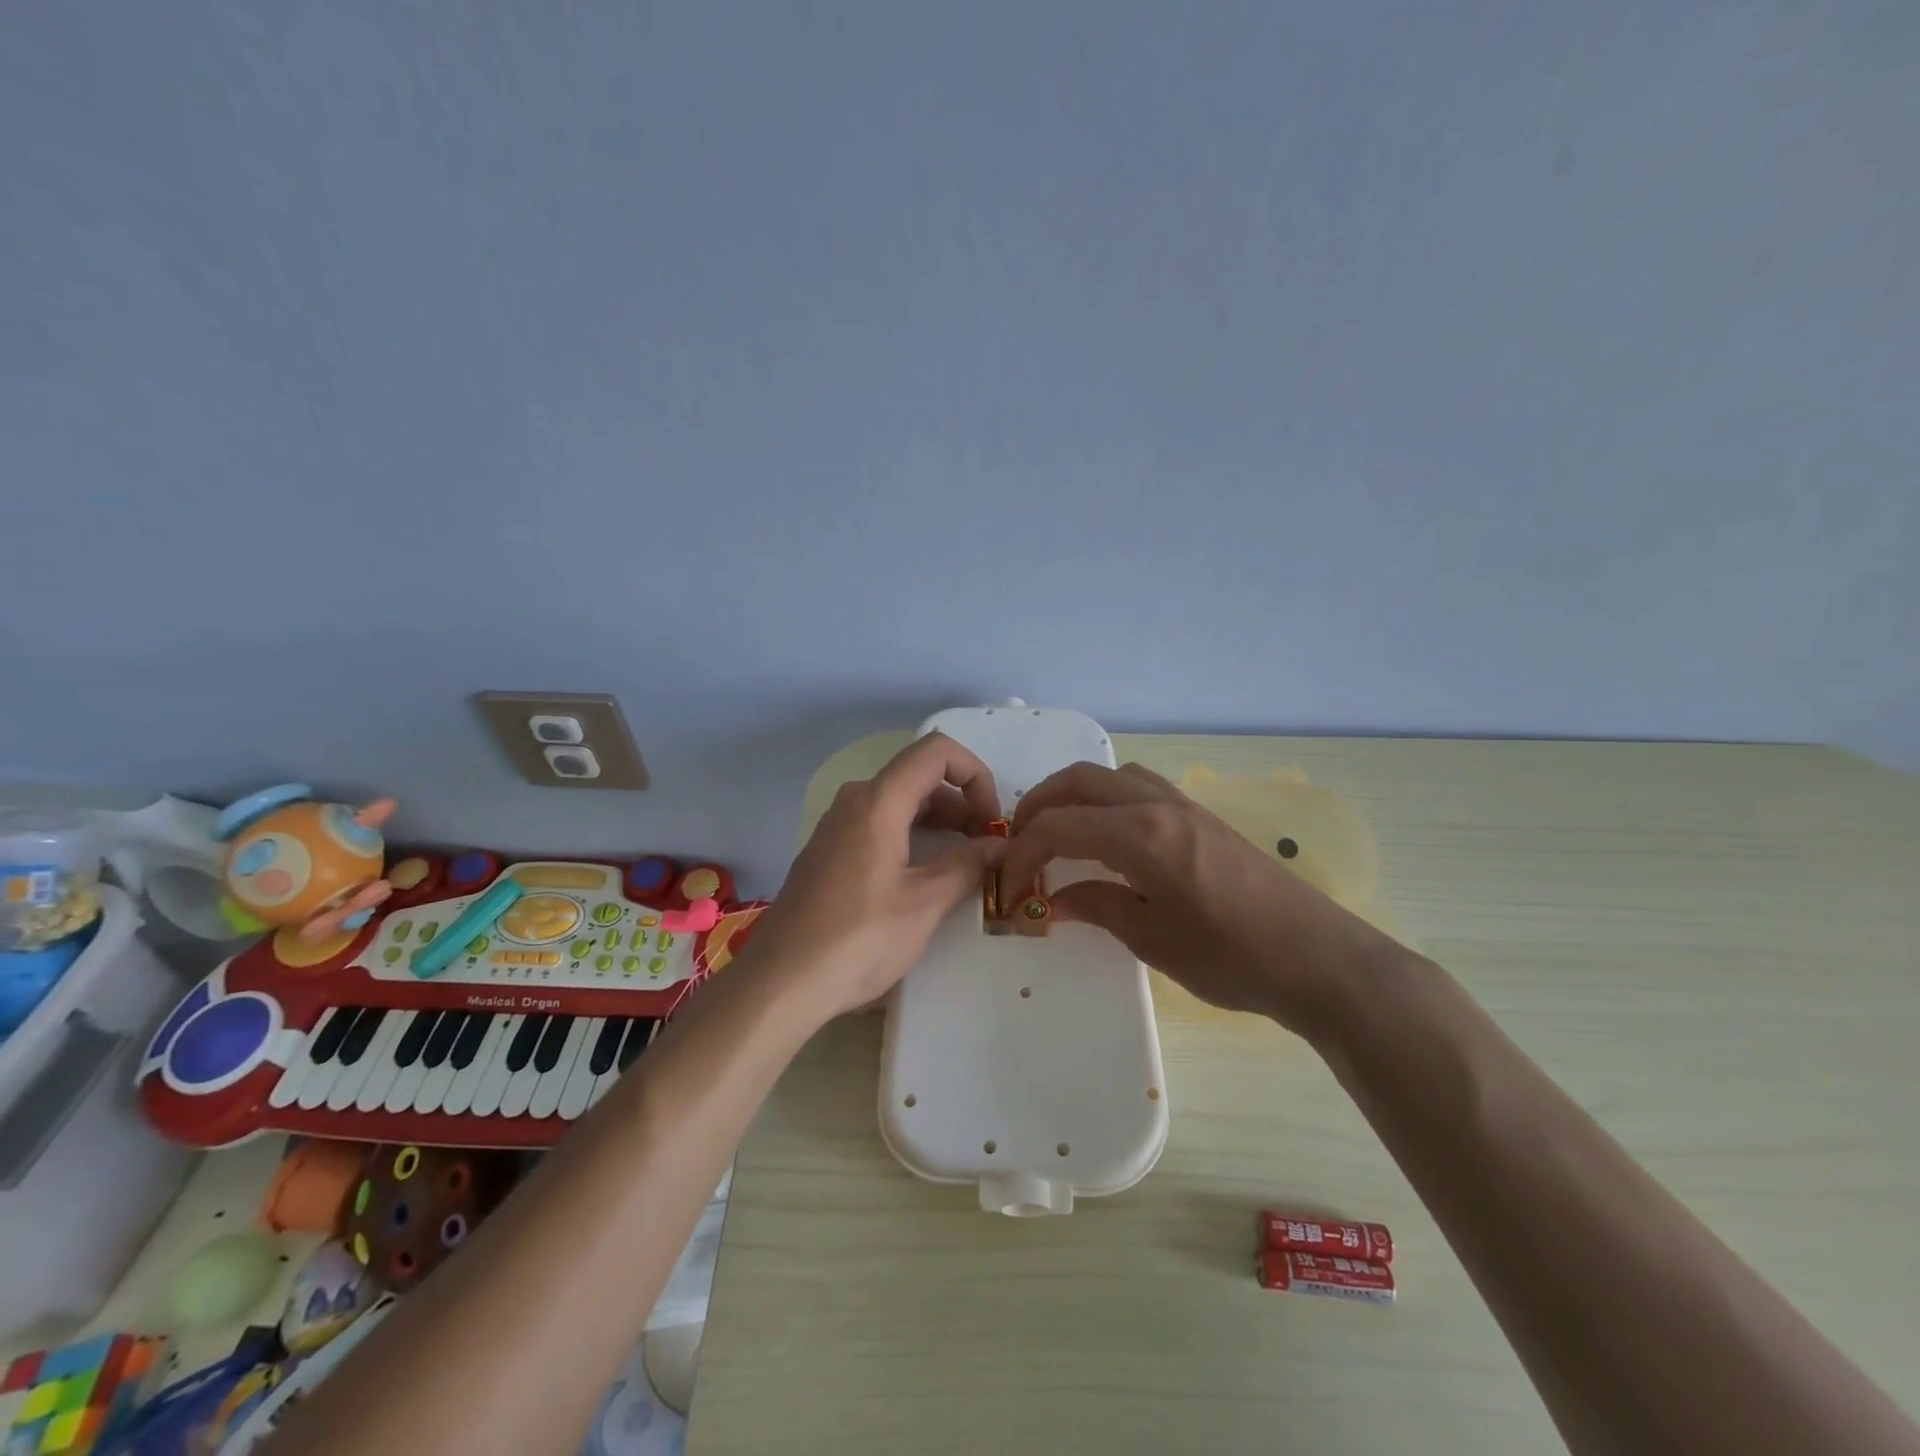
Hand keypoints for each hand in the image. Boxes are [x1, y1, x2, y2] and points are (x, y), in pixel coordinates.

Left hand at [748, 733, 1005, 1022]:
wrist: (780, 983)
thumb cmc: (858, 939)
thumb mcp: (924, 904)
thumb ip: (967, 865)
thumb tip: (1000, 846)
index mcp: (878, 801)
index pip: (936, 751)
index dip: (975, 774)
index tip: (992, 819)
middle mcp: (854, 801)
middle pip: (919, 778)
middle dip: (962, 804)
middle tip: (988, 848)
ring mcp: (837, 827)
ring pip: (900, 804)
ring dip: (940, 824)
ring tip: (967, 864)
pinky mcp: (829, 853)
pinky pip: (880, 826)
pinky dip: (913, 838)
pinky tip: (927, 877)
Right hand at [1002, 762, 1393, 1037]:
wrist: (1317, 957)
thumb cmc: (1231, 956)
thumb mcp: (1151, 939)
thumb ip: (1096, 906)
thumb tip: (1052, 898)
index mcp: (1140, 835)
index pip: (1059, 825)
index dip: (1023, 851)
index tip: (1008, 884)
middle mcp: (1157, 804)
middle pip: (1080, 780)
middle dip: (1039, 805)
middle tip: (1019, 842)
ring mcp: (1183, 804)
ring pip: (1111, 775)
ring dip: (1074, 795)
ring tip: (1057, 832)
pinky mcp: (1201, 815)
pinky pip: (1138, 786)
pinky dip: (1106, 798)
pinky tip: (1107, 836)